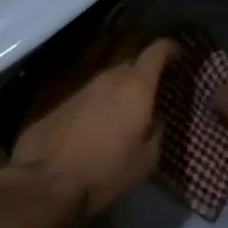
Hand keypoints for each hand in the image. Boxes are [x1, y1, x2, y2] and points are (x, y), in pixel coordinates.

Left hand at [10, 37, 179, 217]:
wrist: (47, 179)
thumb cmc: (105, 171)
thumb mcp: (146, 158)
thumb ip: (156, 129)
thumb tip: (154, 116)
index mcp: (135, 86)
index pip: (157, 51)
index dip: (171, 48)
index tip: (180, 55)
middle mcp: (109, 76)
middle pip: (132, 62)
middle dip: (145, 71)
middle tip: (155, 88)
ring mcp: (81, 84)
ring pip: (108, 76)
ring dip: (120, 86)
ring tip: (128, 105)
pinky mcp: (60, 97)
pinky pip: (89, 90)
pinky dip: (100, 98)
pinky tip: (100, 117)